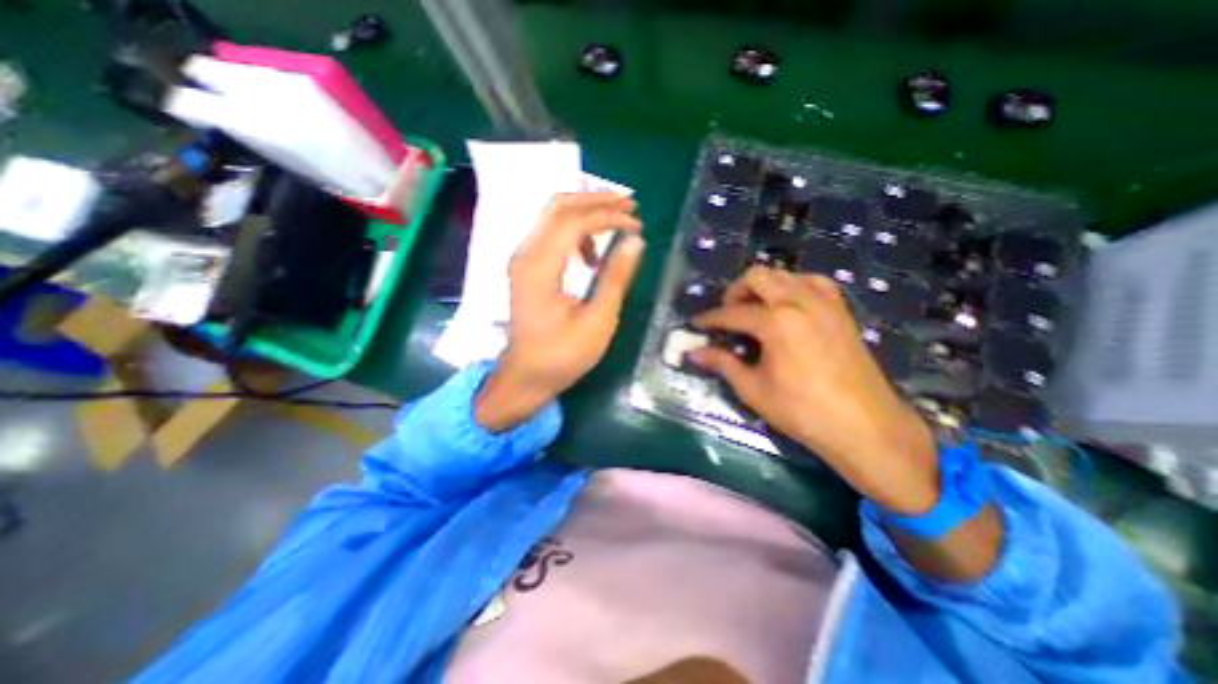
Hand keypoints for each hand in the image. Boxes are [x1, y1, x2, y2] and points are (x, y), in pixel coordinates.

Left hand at [472, 194, 645, 430]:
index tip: (637, 225)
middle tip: (629, 205)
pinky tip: (592, 254)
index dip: (608, 216)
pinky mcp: (526, 267)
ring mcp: (523, 259)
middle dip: (596, 200)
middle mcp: (525, 254)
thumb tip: (635, 241)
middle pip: (559, 206)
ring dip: (586, 213)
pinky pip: (550, 234)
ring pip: (553, 216)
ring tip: (617, 226)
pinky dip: (575, 233)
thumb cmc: (562, 355)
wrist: (526, 375)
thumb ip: (615, 277)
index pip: (574, 222)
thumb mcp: (597, 320)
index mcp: (540, 268)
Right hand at [689, 267, 935, 511]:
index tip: (696, 323)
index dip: (710, 319)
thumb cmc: (802, 410)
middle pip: (757, 277)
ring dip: (763, 287)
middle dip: (735, 292)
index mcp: (776, 321)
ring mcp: (824, 302)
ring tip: (755, 310)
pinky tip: (788, 306)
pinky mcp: (840, 310)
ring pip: (784, 274)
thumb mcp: (753, 389)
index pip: (732, 313)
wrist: (864, 426)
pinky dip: (794, 286)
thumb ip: (722, 363)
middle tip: (728, 315)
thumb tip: (694, 353)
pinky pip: (813, 282)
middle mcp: (799, 301)